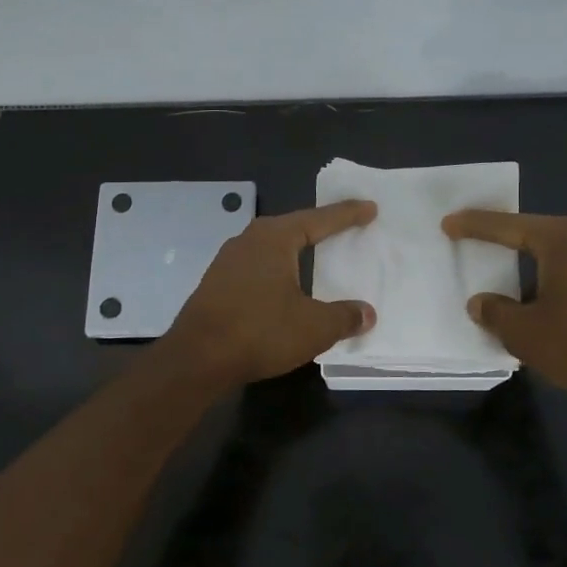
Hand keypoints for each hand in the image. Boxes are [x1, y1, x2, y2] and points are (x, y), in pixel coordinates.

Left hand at [164, 201, 378, 384]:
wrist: (197, 358)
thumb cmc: (260, 332)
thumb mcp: (314, 327)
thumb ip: (344, 317)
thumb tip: (366, 313)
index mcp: (274, 238)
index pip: (318, 220)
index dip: (347, 215)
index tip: (370, 208)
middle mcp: (248, 241)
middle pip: (291, 227)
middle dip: (319, 228)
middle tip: (345, 227)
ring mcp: (227, 262)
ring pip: (271, 248)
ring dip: (294, 250)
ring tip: (315, 254)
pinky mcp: (216, 284)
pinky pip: (256, 268)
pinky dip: (277, 271)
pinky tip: (283, 285)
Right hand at [441, 210, 566, 400]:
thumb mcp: (523, 332)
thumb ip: (495, 312)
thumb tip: (481, 303)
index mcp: (561, 240)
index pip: (508, 226)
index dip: (475, 226)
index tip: (448, 223)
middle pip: (533, 232)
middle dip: (502, 236)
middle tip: (472, 236)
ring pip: (555, 252)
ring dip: (527, 260)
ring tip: (502, 268)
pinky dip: (548, 275)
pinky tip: (536, 293)